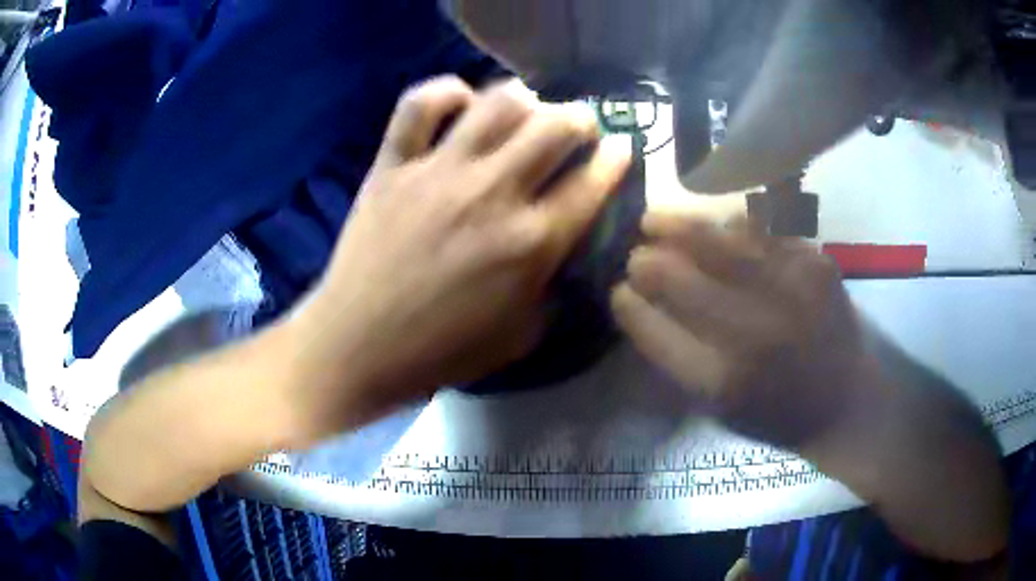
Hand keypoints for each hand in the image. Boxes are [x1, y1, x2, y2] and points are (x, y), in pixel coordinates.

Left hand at [285, 76, 630, 438]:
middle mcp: (492, 193)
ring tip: (528, 107)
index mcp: (531, 243)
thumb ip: (551, 289)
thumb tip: (559, 251)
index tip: (623, 148)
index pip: (592, 183)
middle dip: (581, 119)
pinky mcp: (393, 164)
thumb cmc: (441, 351)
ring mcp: (439, 171)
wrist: (358, 346)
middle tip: (578, 126)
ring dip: (526, 98)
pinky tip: (460, 102)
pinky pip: (419, 105)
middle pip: (555, 127)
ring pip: (498, 103)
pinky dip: (445, 93)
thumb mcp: (520, 337)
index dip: (618, 158)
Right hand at [612, 213, 872, 448]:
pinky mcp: (815, 262)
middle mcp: (755, 332)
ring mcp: (789, 291)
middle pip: (678, 278)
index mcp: (722, 380)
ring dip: (678, 227)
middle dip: (646, 262)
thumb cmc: (777, 414)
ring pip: (717, 240)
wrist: (846, 401)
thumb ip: (679, 358)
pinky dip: (729, 224)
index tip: (619, 291)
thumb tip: (642, 304)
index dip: (629, 305)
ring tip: (655, 220)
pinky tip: (715, 225)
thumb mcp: (719, 408)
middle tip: (635, 254)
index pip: (654, 329)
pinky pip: (760, 229)